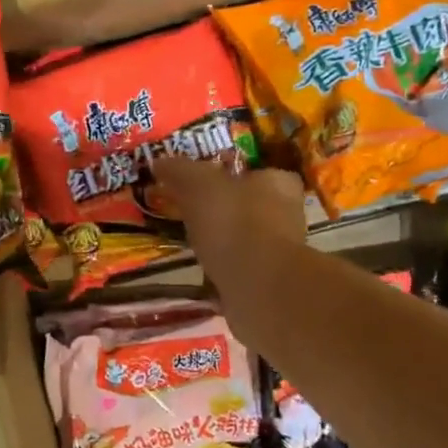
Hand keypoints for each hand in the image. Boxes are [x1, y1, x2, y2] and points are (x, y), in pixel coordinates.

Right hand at [152, 158, 305, 287]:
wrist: (259, 286)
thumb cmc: (234, 222)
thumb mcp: (198, 184)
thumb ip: (179, 170)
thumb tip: (159, 161)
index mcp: (279, 183)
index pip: (259, 172)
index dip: (232, 176)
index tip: (204, 184)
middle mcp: (288, 215)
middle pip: (253, 206)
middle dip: (225, 211)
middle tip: (192, 214)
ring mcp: (281, 253)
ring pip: (247, 240)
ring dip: (224, 243)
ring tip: (192, 245)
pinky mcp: (270, 283)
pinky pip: (241, 270)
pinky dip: (224, 271)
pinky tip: (202, 274)